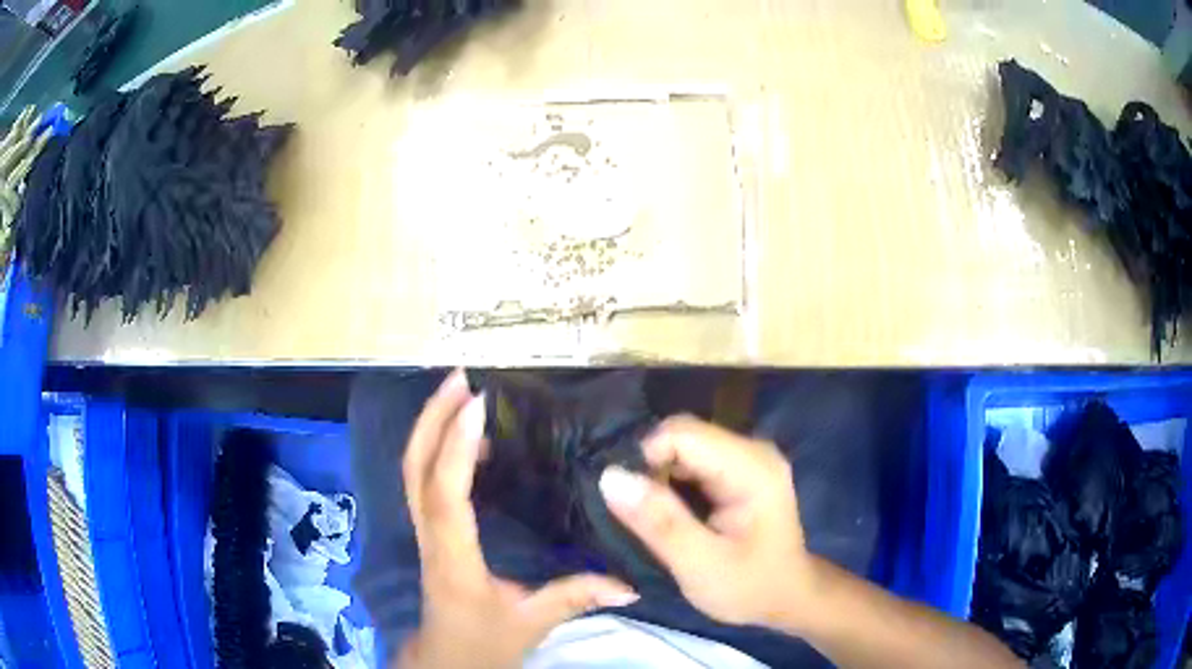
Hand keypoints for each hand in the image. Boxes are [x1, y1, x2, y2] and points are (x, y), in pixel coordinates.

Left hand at [399, 370, 638, 668]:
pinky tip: (466, 437)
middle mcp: (430, 536)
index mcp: (453, 557)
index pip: (446, 495)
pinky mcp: (432, 531)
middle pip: (415, 468)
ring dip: (431, 426)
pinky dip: (438, 448)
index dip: (457, 447)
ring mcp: (425, 531)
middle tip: (460, 378)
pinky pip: (425, 480)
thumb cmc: (483, 641)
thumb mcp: (531, 623)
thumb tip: (631, 585)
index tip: (479, 404)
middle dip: (432, 418)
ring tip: (460, 392)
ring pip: (413, 470)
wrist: (446, 657)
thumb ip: (576, 598)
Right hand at [600, 416, 817, 628]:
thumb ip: (659, 521)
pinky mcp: (739, 469)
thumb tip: (610, 476)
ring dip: (659, 478)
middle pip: (682, 436)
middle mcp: (752, 449)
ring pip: (683, 447)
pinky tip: (671, 514)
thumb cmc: (748, 587)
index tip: (632, 504)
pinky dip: (671, 483)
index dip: (646, 461)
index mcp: (751, 467)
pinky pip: (691, 460)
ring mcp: (747, 457)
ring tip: (653, 520)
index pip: (681, 434)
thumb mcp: (699, 564)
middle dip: (651, 470)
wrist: (786, 598)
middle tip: (643, 519)